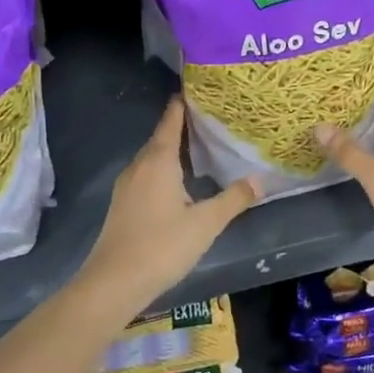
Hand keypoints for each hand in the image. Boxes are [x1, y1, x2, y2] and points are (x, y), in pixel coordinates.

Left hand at [83, 99, 258, 309]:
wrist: (113, 283)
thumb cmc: (162, 246)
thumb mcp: (206, 223)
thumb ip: (234, 199)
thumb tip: (260, 180)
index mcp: (158, 160)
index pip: (172, 118)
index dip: (186, 102)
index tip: (204, 89)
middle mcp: (140, 165)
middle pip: (163, 135)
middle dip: (186, 124)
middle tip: (216, 118)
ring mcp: (128, 185)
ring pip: (154, 156)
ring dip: (176, 148)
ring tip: (205, 146)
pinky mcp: (124, 203)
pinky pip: (149, 173)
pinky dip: (167, 167)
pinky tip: (184, 180)